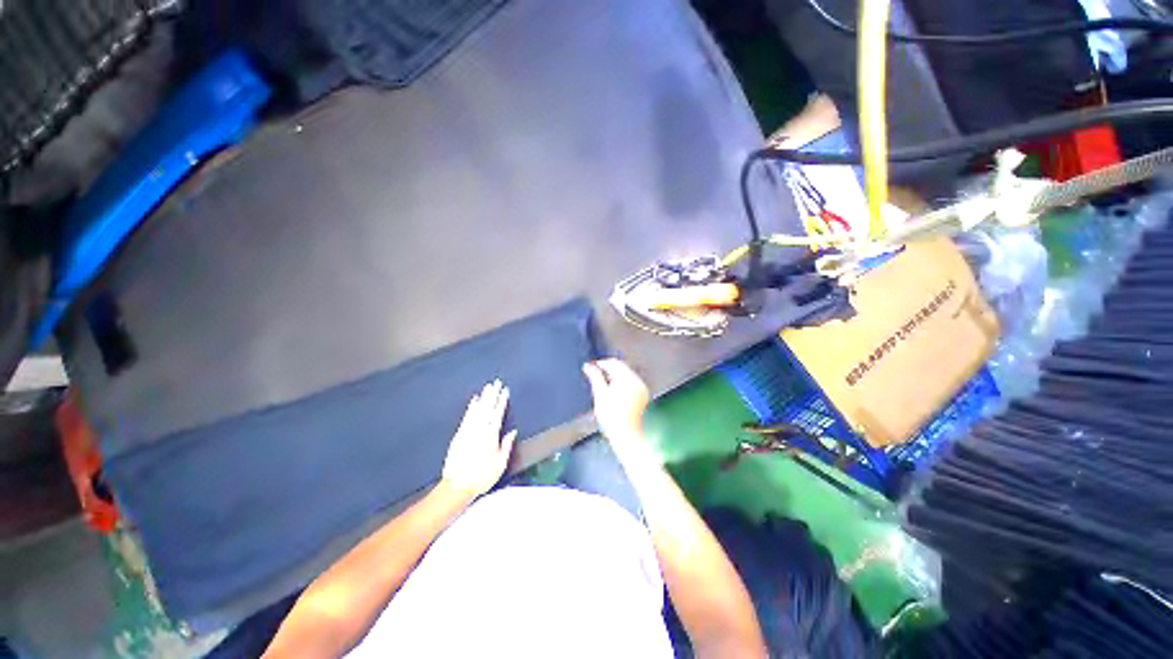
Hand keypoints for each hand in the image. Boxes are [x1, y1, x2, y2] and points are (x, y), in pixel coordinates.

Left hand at [441, 380, 516, 497]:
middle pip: (487, 408)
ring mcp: (468, 431)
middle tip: (496, 383)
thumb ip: (506, 445)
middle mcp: (479, 430)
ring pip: (477, 410)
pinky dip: (471, 407)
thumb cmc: (482, 477)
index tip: (505, 391)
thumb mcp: (500, 464)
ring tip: (487, 388)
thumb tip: (513, 432)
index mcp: (491, 436)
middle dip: (493, 394)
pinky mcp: (459, 435)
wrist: (458, 486)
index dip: (502, 401)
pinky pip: (467, 417)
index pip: (498, 413)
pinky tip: (474, 401)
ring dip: (483, 398)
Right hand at [582, 359, 649, 443]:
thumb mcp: (600, 394)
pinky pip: (632, 382)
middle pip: (622, 367)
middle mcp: (636, 381)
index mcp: (626, 378)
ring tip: (604, 383)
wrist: (626, 435)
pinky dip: (623, 382)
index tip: (591, 367)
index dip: (601, 363)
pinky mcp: (643, 395)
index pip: (613, 363)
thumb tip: (588, 366)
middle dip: (609, 368)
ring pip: (627, 374)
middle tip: (596, 373)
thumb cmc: (612, 417)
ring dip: (616, 374)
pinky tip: (615, 390)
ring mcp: (641, 388)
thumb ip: (595, 377)